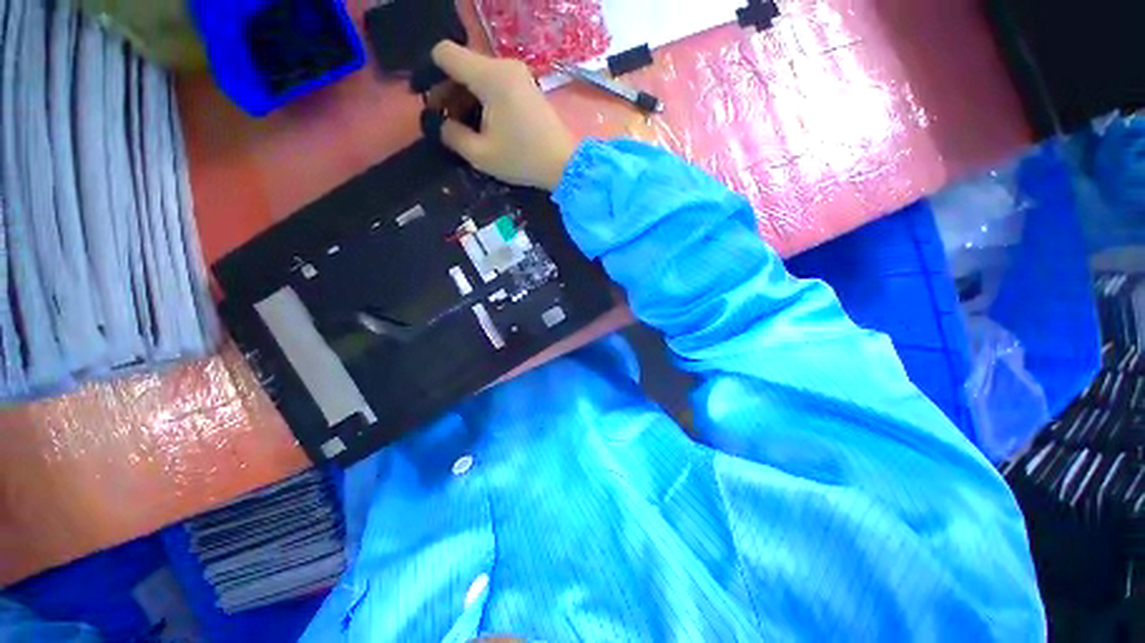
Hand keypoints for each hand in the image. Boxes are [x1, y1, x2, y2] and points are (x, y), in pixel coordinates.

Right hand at [430, 42, 577, 190]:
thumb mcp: (481, 154)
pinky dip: (482, 96)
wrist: (565, 164)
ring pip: (479, 74)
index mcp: (490, 76)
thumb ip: (452, 135)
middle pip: (463, 64)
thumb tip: (438, 122)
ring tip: (461, 124)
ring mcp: (518, 74)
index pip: (445, 53)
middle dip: (447, 89)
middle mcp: (504, 65)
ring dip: (465, 94)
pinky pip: (496, 82)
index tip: (427, 100)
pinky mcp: (527, 85)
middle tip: (443, 119)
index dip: (429, 73)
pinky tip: (482, 120)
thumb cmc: (523, 159)